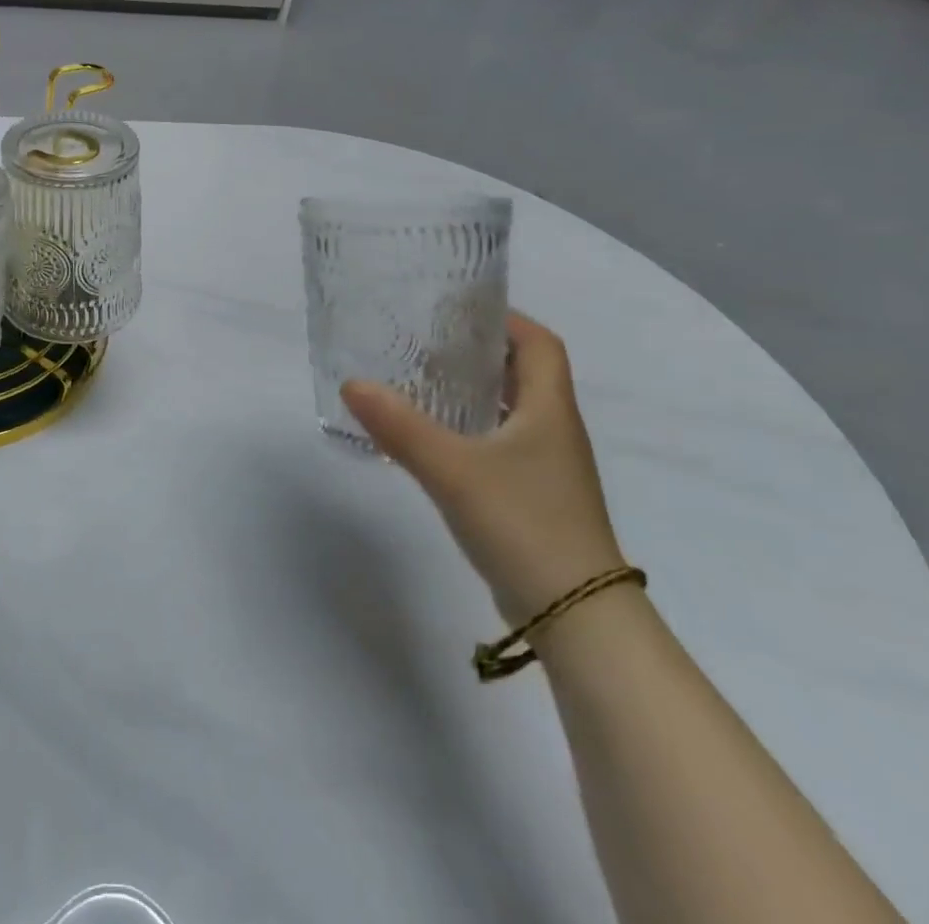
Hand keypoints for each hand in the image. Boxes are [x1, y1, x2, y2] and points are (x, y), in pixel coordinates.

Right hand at [343, 312, 625, 625]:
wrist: (576, 618)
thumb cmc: (524, 525)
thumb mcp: (453, 470)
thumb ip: (400, 426)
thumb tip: (352, 384)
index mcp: (549, 411)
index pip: (540, 344)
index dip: (505, 319)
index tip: (456, 310)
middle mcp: (554, 432)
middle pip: (524, 373)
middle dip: (478, 351)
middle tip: (424, 342)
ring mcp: (547, 468)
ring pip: (511, 411)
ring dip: (473, 391)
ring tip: (420, 383)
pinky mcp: (534, 498)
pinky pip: (501, 444)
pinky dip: (470, 429)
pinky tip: (434, 440)